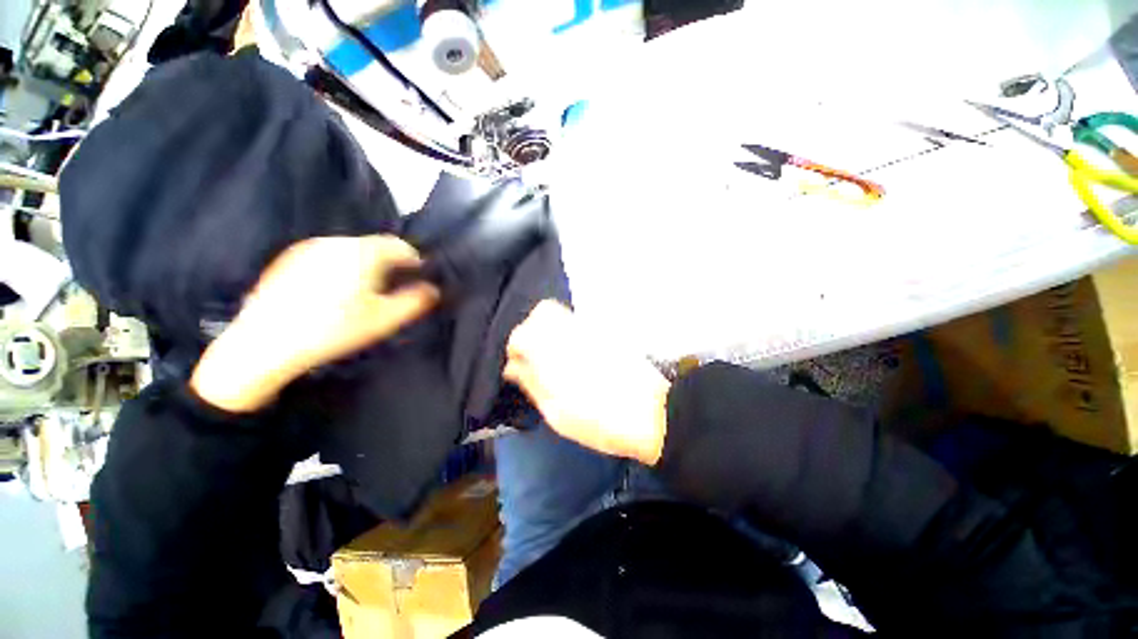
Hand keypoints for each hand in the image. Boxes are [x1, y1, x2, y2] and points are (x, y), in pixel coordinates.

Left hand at [190, 236, 438, 412]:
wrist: (265, 343)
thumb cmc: (334, 329)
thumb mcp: (384, 319)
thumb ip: (415, 301)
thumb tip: (433, 289)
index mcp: (362, 253)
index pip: (398, 245)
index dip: (412, 259)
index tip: (418, 273)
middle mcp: (335, 243)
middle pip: (372, 245)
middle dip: (388, 261)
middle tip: (393, 284)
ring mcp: (307, 248)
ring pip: (348, 250)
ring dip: (364, 263)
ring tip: (364, 289)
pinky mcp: (287, 259)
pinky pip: (326, 256)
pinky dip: (339, 266)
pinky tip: (333, 291)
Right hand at [504, 301, 670, 464]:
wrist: (651, 412)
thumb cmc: (599, 420)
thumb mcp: (555, 412)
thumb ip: (531, 383)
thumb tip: (513, 367)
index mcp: (552, 351)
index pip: (520, 335)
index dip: (516, 350)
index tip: (519, 368)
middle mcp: (569, 331)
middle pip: (542, 312)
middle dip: (532, 331)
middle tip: (536, 357)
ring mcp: (589, 327)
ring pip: (560, 313)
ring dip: (550, 329)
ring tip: (554, 356)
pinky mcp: (605, 331)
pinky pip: (577, 321)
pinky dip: (568, 331)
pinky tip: (574, 354)